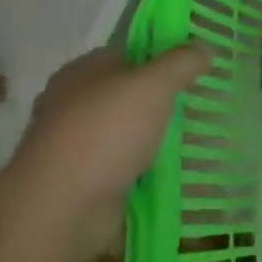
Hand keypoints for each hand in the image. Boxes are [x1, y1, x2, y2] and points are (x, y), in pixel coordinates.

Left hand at [0, 44, 210, 260]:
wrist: (56, 213)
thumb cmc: (105, 133)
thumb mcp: (155, 84)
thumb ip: (183, 61)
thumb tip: (205, 48)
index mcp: (83, 69)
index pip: (131, 50)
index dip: (164, 54)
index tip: (196, 66)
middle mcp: (71, 101)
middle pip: (127, 90)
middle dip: (159, 97)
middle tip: (196, 102)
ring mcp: (70, 144)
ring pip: (123, 129)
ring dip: (150, 134)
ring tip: (190, 137)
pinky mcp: (75, 181)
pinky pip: (118, 164)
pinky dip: (138, 166)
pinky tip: (166, 169)